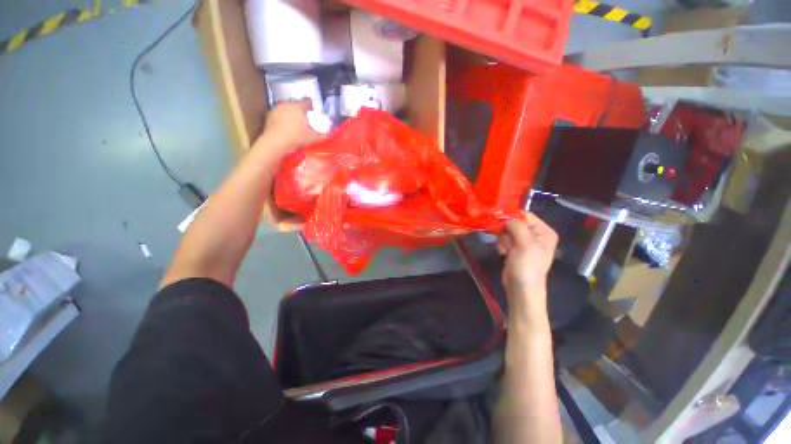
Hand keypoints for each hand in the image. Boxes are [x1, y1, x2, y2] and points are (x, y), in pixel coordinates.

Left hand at [254, 99, 322, 157]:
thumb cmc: (296, 137)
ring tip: (294, 124)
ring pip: (286, 108)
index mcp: (298, 107)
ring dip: (290, 114)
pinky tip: (285, 128)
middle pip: (295, 103)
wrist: (275, 142)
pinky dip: (282, 119)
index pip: (307, 101)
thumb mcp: (313, 138)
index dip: (311, 106)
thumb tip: (330, 134)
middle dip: (299, 110)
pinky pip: (279, 115)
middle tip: (304, 119)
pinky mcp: (269, 116)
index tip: (313, 111)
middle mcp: (286, 104)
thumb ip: (322, 135)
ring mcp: (276, 109)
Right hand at [497, 213, 558, 305]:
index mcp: (544, 231)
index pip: (526, 216)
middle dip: (507, 231)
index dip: (512, 217)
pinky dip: (502, 244)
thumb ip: (517, 226)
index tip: (500, 222)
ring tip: (505, 250)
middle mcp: (536, 235)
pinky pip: (505, 239)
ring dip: (503, 239)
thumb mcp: (525, 244)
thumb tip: (506, 217)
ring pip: (507, 231)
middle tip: (506, 241)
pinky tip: (503, 252)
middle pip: (515, 222)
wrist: (521, 288)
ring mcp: (525, 242)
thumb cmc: (527, 266)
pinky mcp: (515, 248)